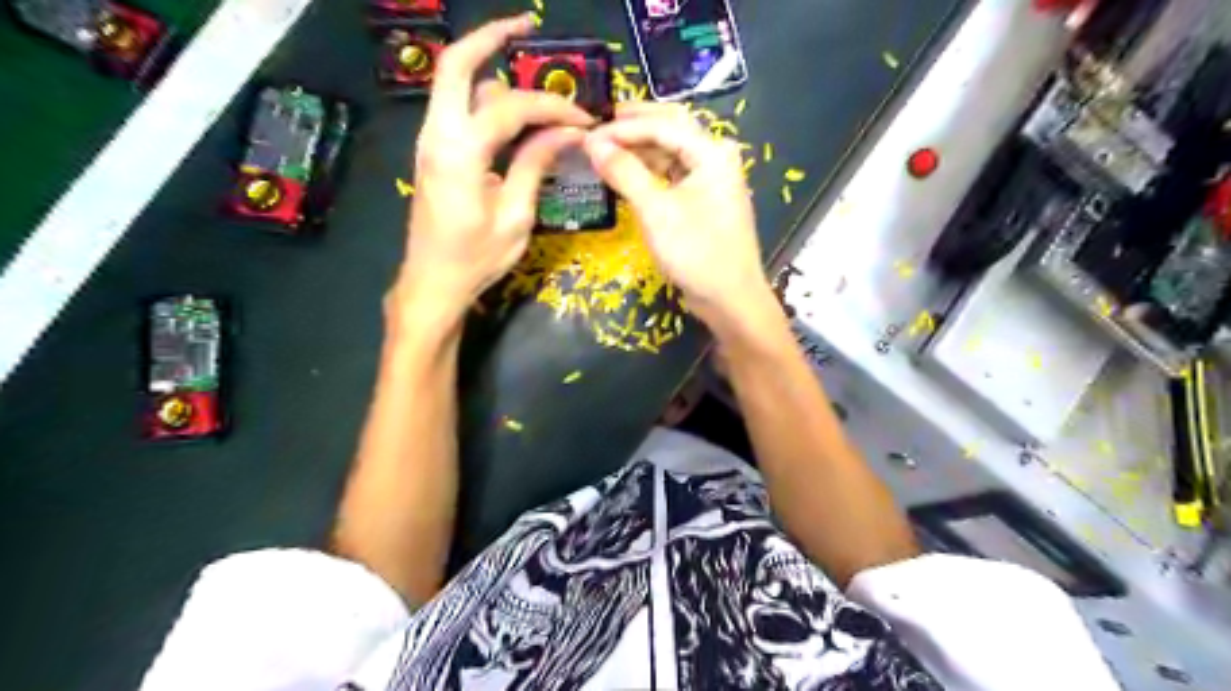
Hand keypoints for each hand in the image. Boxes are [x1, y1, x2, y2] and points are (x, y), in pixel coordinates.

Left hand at [392, 9, 589, 321]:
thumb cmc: (476, 258)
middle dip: (491, 37)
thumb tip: (566, 131)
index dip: (552, 107)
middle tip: (526, 26)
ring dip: (491, 72)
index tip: (583, 118)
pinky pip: (456, 110)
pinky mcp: (433, 153)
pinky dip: (483, 100)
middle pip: (456, 64)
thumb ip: (536, 165)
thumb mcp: (516, 216)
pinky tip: (513, 116)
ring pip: (455, 85)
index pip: (511, 107)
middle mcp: (437, 134)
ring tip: (534, 86)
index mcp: (460, 152)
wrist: (432, 283)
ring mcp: (430, 141)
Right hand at [584, 103, 765, 329]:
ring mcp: (712, 179)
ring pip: (671, 150)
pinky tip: (628, 172)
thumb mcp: (656, 212)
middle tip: (597, 127)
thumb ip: (625, 173)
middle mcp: (715, 157)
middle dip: (633, 126)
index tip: (588, 133)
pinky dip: (650, 170)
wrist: (730, 299)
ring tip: (606, 149)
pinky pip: (674, 173)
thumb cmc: (696, 253)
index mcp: (712, 153)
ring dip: (640, 147)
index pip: (662, 125)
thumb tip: (593, 144)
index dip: (622, 127)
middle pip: (670, 128)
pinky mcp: (704, 199)